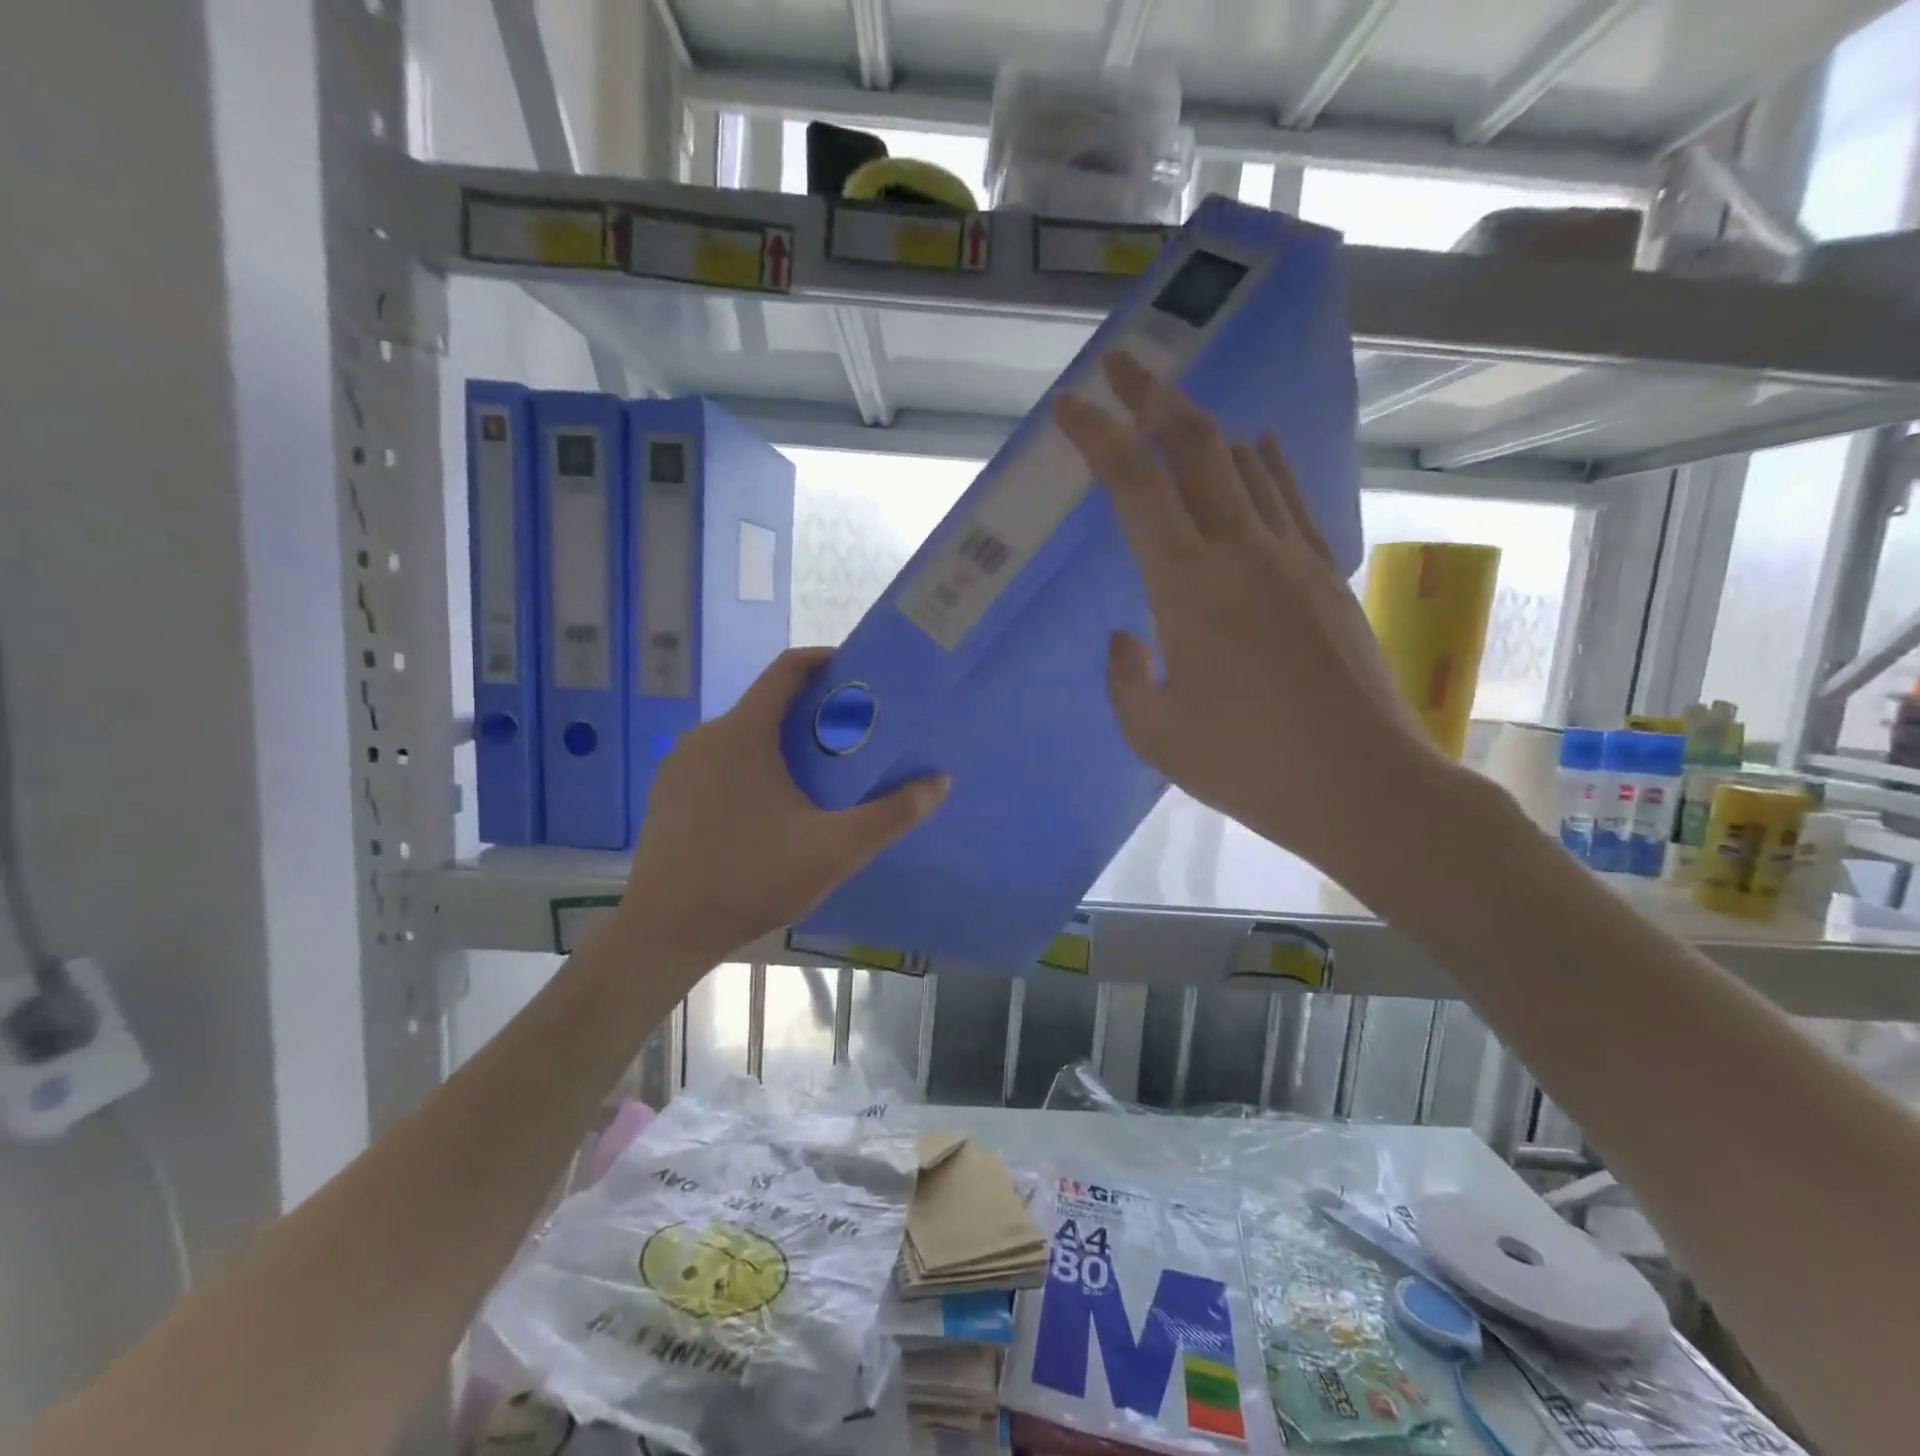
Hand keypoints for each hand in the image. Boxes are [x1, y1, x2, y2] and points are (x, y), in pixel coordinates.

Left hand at [619, 647, 948, 963]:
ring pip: (742, 737)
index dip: (825, 661)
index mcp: (743, 733)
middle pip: (767, 705)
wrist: (664, 931)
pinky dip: (751, 769)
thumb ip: (891, 814)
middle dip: (812, 714)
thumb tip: (940, 782)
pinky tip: (769, 811)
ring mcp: (680, 766)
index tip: (858, 675)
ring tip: (818, 778)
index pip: (787, 669)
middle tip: (852, 739)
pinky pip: (719, 764)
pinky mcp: (668, 795)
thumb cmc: (752, 879)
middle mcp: (706, 736)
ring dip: (781, 745)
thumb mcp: (835, 849)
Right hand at [1054, 351, 1452, 882]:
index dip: (1098, 436)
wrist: (1361, 785)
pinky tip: (1256, 446)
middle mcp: (1242, 551)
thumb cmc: (1244, 764)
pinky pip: (1290, 498)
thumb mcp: (1154, 732)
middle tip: (1123, 365)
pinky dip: (1265, 464)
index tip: (1071, 402)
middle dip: (1153, 395)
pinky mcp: (1329, 575)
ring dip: (1206, 427)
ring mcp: (1294, 556)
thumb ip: (1125, 677)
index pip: (1134, 486)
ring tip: (1176, 409)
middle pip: (1196, 446)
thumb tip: (1130, 637)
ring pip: (1247, 463)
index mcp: (1187, 587)